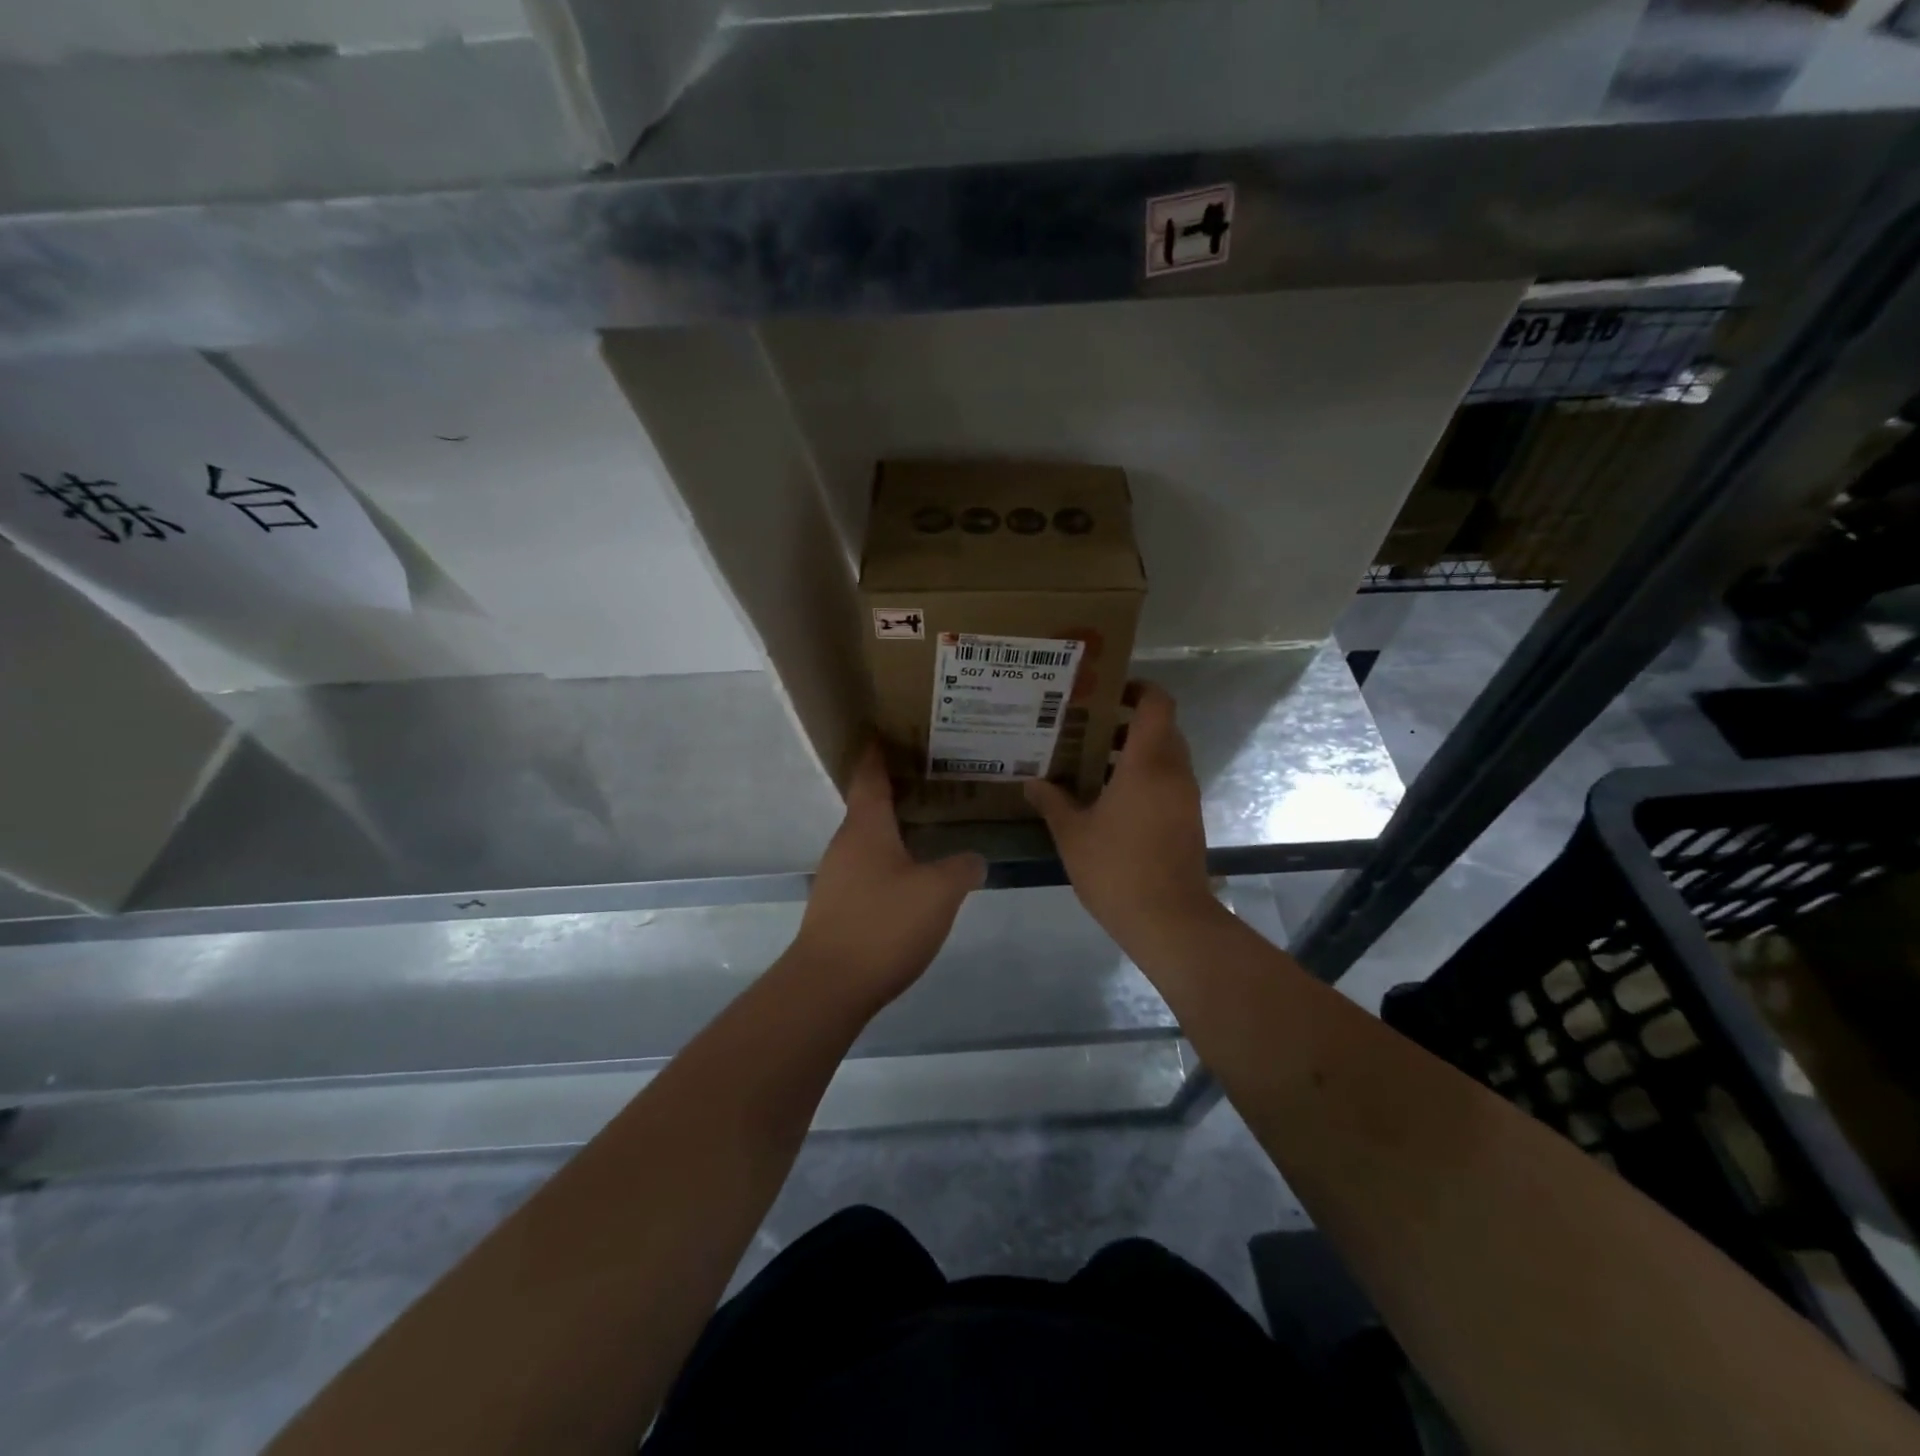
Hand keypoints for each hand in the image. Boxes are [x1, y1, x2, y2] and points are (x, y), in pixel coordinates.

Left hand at [792, 744, 985, 1008]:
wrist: (829, 986)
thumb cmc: (883, 924)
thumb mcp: (938, 892)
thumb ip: (962, 868)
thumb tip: (973, 859)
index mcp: (866, 827)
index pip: (870, 776)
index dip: (877, 752)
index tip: (884, 730)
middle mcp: (846, 844)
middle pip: (869, 806)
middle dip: (895, 790)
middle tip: (931, 779)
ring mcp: (837, 877)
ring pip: (868, 840)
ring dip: (893, 828)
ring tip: (928, 825)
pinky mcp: (838, 908)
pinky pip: (867, 869)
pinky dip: (889, 860)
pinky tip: (912, 875)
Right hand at [1025, 683, 1217, 949]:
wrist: (1169, 921)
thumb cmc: (1117, 869)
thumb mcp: (1072, 834)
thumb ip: (1052, 802)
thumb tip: (1031, 782)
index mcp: (1148, 764)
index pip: (1157, 704)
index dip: (1138, 688)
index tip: (1107, 692)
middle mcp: (1174, 773)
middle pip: (1161, 728)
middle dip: (1127, 723)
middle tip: (1087, 728)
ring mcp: (1185, 798)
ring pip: (1165, 758)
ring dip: (1134, 754)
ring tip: (1091, 764)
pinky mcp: (1188, 821)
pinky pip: (1168, 783)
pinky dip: (1144, 779)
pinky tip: (1109, 800)